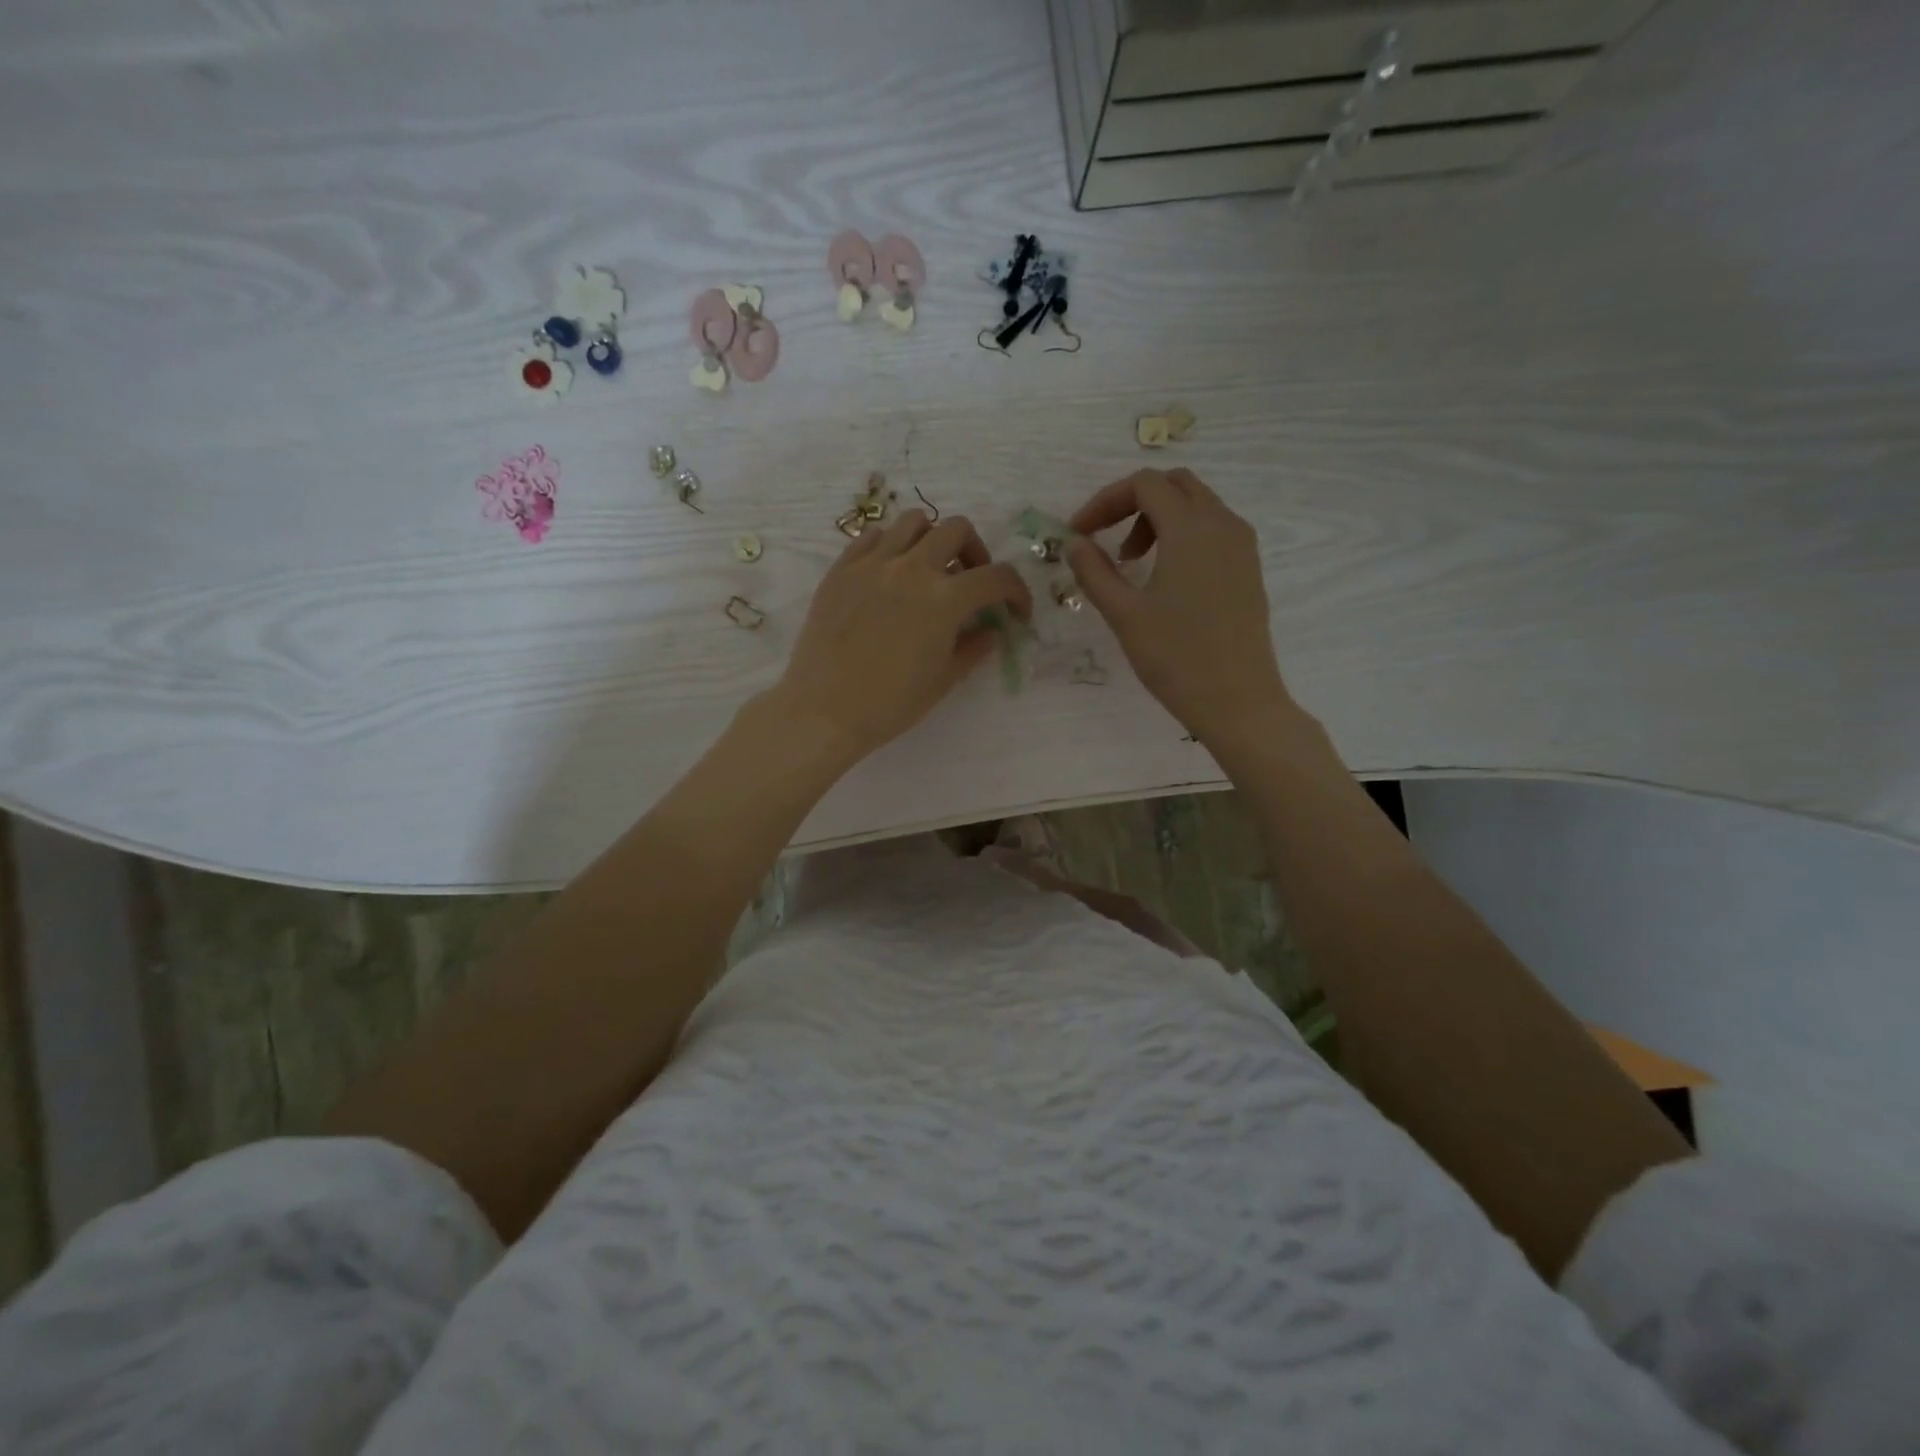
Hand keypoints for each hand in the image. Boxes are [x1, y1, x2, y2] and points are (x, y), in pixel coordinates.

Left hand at [775, 510, 1031, 760]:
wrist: (825, 710)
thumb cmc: (891, 703)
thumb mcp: (944, 679)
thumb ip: (974, 647)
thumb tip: (992, 631)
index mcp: (945, 598)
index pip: (997, 577)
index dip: (1017, 591)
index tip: (1016, 610)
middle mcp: (912, 568)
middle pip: (957, 530)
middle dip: (975, 554)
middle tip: (971, 582)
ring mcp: (873, 564)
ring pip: (914, 522)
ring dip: (932, 540)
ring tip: (929, 570)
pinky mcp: (841, 569)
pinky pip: (872, 537)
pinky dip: (891, 546)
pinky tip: (890, 574)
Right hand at [1067, 469, 1293, 743]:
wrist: (1238, 701)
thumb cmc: (1176, 657)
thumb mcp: (1124, 614)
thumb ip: (1094, 572)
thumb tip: (1074, 543)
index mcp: (1191, 528)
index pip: (1143, 485)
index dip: (1104, 501)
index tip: (1078, 533)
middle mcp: (1222, 524)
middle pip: (1174, 485)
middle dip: (1132, 503)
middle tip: (1105, 540)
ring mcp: (1242, 546)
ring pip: (1196, 505)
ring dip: (1157, 519)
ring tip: (1131, 562)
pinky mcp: (1248, 569)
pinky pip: (1213, 530)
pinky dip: (1182, 535)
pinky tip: (1164, 577)